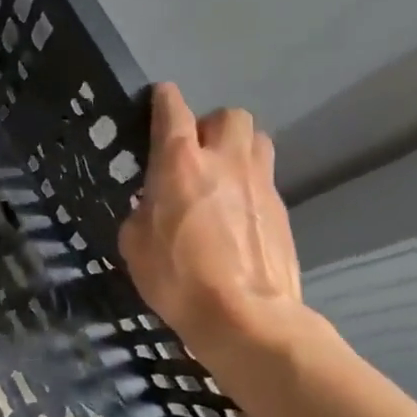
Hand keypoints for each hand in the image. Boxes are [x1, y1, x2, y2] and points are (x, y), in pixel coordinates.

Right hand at [117, 84, 305, 369]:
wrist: (245, 318)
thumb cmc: (178, 279)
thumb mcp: (135, 244)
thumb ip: (141, 211)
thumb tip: (152, 206)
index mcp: (179, 163)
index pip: (172, 109)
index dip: (163, 99)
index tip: (157, 100)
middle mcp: (224, 161)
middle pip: (228, 115)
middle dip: (209, 125)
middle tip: (194, 152)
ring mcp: (259, 183)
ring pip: (256, 140)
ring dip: (237, 148)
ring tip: (221, 176)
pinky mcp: (281, 209)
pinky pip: (265, 179)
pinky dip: (249, 186)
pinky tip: (236, 216)